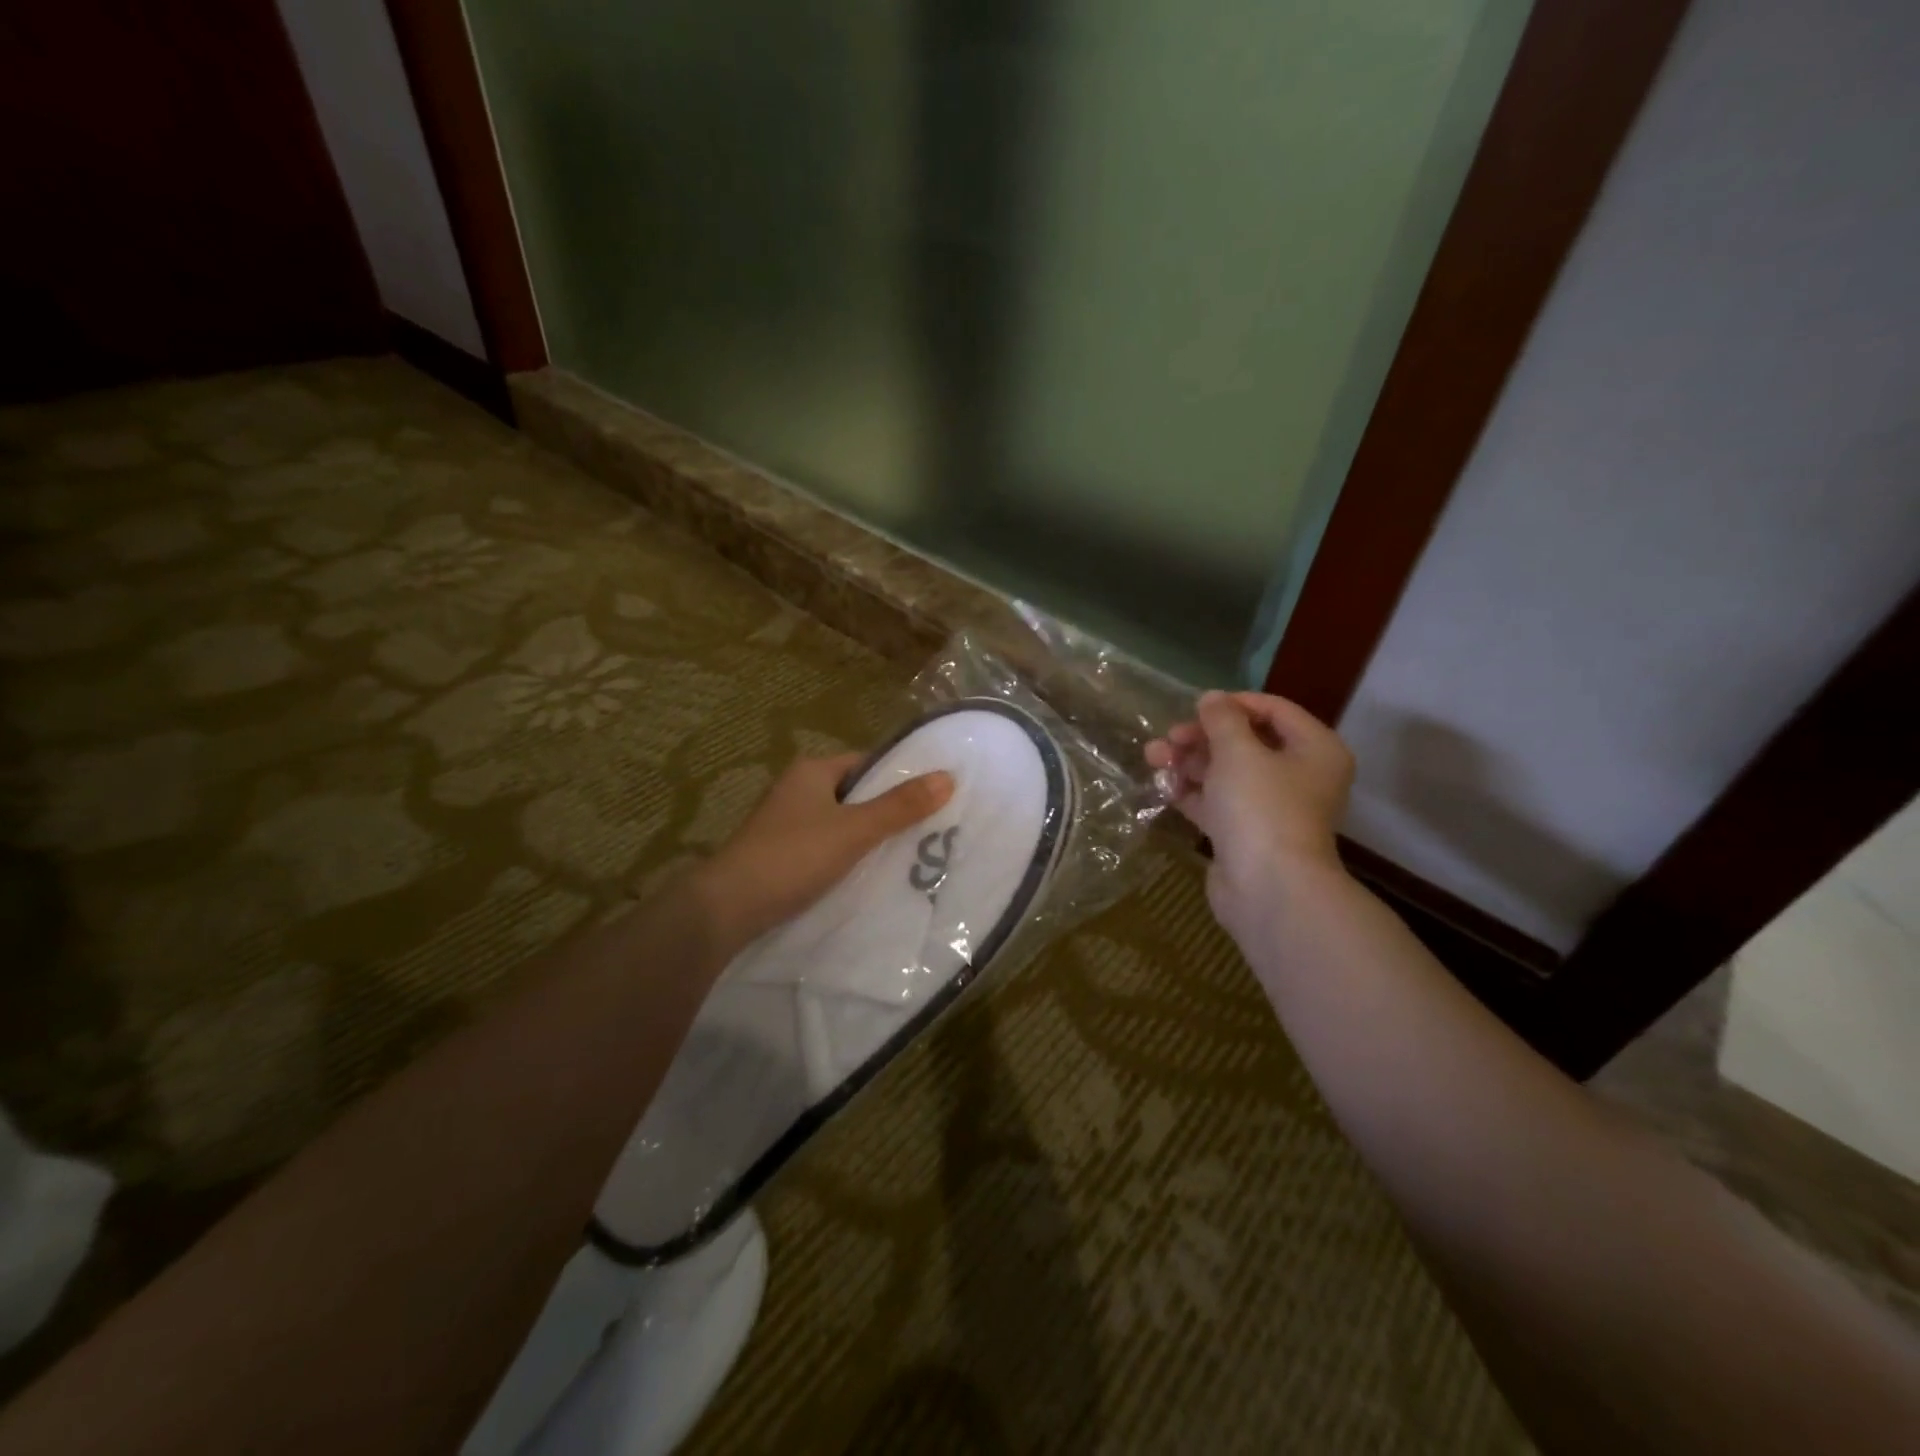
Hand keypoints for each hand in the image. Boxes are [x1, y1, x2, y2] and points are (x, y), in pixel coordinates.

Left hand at [693, 753, 953, 950]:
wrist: (728, 907)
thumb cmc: (793, 856)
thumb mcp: (854, 830)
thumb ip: (900, 806)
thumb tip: (948, 776)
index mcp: (812, 771)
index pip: (866, 763)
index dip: (899, 776)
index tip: (933, 795)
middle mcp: (797, 790)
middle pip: (855, 794)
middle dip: (888, 810)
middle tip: (930, 828)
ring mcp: (787, 824)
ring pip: (841, 823)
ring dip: (869, 837)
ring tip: (910, 854)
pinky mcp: (782, 855)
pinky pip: (827, 847)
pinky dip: (848, 857)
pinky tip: (870, 875)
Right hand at [1146, 691, 1354, 940]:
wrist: (1267, 889)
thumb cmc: (1261, 807)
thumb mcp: (1238, 752)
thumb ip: (1221, 720)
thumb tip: (1211, 698)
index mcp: (1314, 749)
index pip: (1274, 710)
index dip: (1233, 703)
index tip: (1196, 706)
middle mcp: (1298, 776)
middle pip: (1245, 742)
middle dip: (1201, 737)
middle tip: (1170, 738)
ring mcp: (1271, 808)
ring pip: (1225, 773)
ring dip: (1188, 763)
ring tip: (1153, 758)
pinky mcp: (1244, 834)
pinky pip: (1216, 802)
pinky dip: (1191, 792)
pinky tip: (1162, 786)